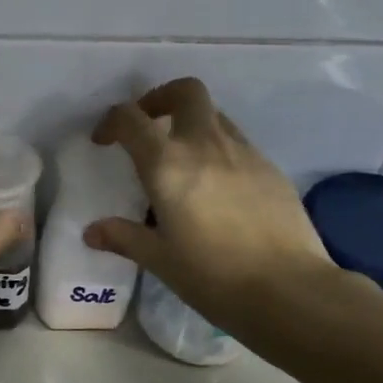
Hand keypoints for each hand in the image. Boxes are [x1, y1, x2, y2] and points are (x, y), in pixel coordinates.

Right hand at [83, 77, 346, 341]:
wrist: (290, 290)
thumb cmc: (213, 275)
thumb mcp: (159, 259)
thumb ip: (124, 237)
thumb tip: (92, 232)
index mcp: (168, 164)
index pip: (131, 118)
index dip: (111, 122)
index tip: (103, 142)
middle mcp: (205, 145)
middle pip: (185, 92)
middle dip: (160, 99)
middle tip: (148, 126)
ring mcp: (244, 153)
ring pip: (215, 115)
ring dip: (191, 124)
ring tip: (181, 160)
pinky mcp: (271, 169)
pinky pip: (237, 143)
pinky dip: (218, 150)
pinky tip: (216, 188)